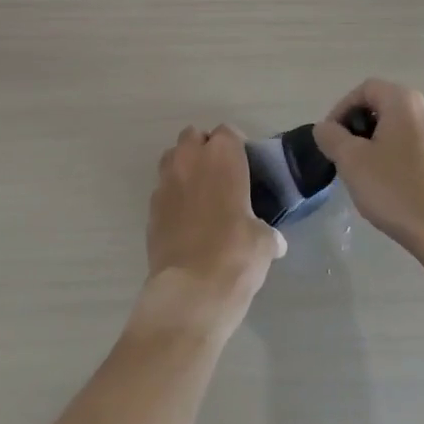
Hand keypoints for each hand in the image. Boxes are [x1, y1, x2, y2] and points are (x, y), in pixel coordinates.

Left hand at [141, 126, 285, 335]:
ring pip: (171, 158)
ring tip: (199, 194)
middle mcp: (190, 160)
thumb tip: (274, 242)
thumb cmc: (236, 255)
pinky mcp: (150, 209)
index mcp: (222, 157)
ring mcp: (165, 183)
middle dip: (204, 149)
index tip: (244, 166)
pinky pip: (162, 190)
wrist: (191, 291)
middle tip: (220, 176)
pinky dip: (172, 197)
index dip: (235, 146)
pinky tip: (185, 220)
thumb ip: (266, 232)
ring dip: (184, 167)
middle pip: (192, 136)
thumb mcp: (264, 242)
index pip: (227, 132)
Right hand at [314, 79, 423, 262]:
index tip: (330, 137)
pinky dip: (396, 154)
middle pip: (384, 105)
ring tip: (363, 170)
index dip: (341, 108)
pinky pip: (415, 145)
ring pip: (400, 126)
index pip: (365, 89)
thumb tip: (325, 128)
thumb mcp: (352, 161)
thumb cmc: (396, 190)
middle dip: (359, 126)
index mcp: (405, 101)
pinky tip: (388, 182)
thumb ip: (331, 137)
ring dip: (377, 141)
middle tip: (343, 154)